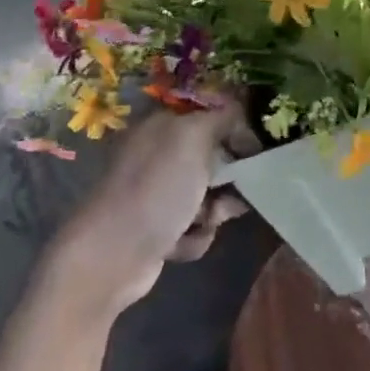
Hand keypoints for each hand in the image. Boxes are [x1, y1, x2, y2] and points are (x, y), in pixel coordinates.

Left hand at [47, 102, 255, 317]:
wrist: (112, 255)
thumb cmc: (157, 188)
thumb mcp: (194, 136)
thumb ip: (224, 117)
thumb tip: (242, 118)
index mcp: (161, 125)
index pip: (211, 115)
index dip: (237, 130)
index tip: (256, 150)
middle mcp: (156, 155)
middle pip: (214, 157)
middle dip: (229, 178)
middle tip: (236, 191)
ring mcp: (155, 193)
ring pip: (208, 195)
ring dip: (215, 210)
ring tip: (204, 222)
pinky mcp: (156, 229)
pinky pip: (195, 226)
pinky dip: (195, 236)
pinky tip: (182, 243)